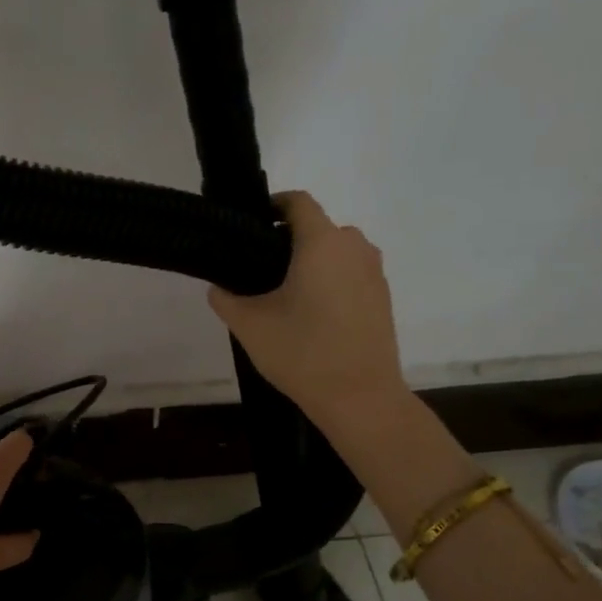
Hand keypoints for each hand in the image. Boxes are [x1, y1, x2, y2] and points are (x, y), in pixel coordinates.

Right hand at [207, 190, 406, 427]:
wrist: (361, 398)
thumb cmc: (303, 353)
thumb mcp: (249, 325)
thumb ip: (225, 298)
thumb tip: (219, 287)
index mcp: (322, 243)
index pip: (298, 202)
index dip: (272, 205)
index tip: (250, 225)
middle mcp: (354, 248)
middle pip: (317, 228)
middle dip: (288, 240)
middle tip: (258, 269)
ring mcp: (374, 273)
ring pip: (336, 252)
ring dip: (311, 262)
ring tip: (284, 294)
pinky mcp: (382, 298)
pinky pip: (351, 274)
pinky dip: (330, 281)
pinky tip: (311, 314)